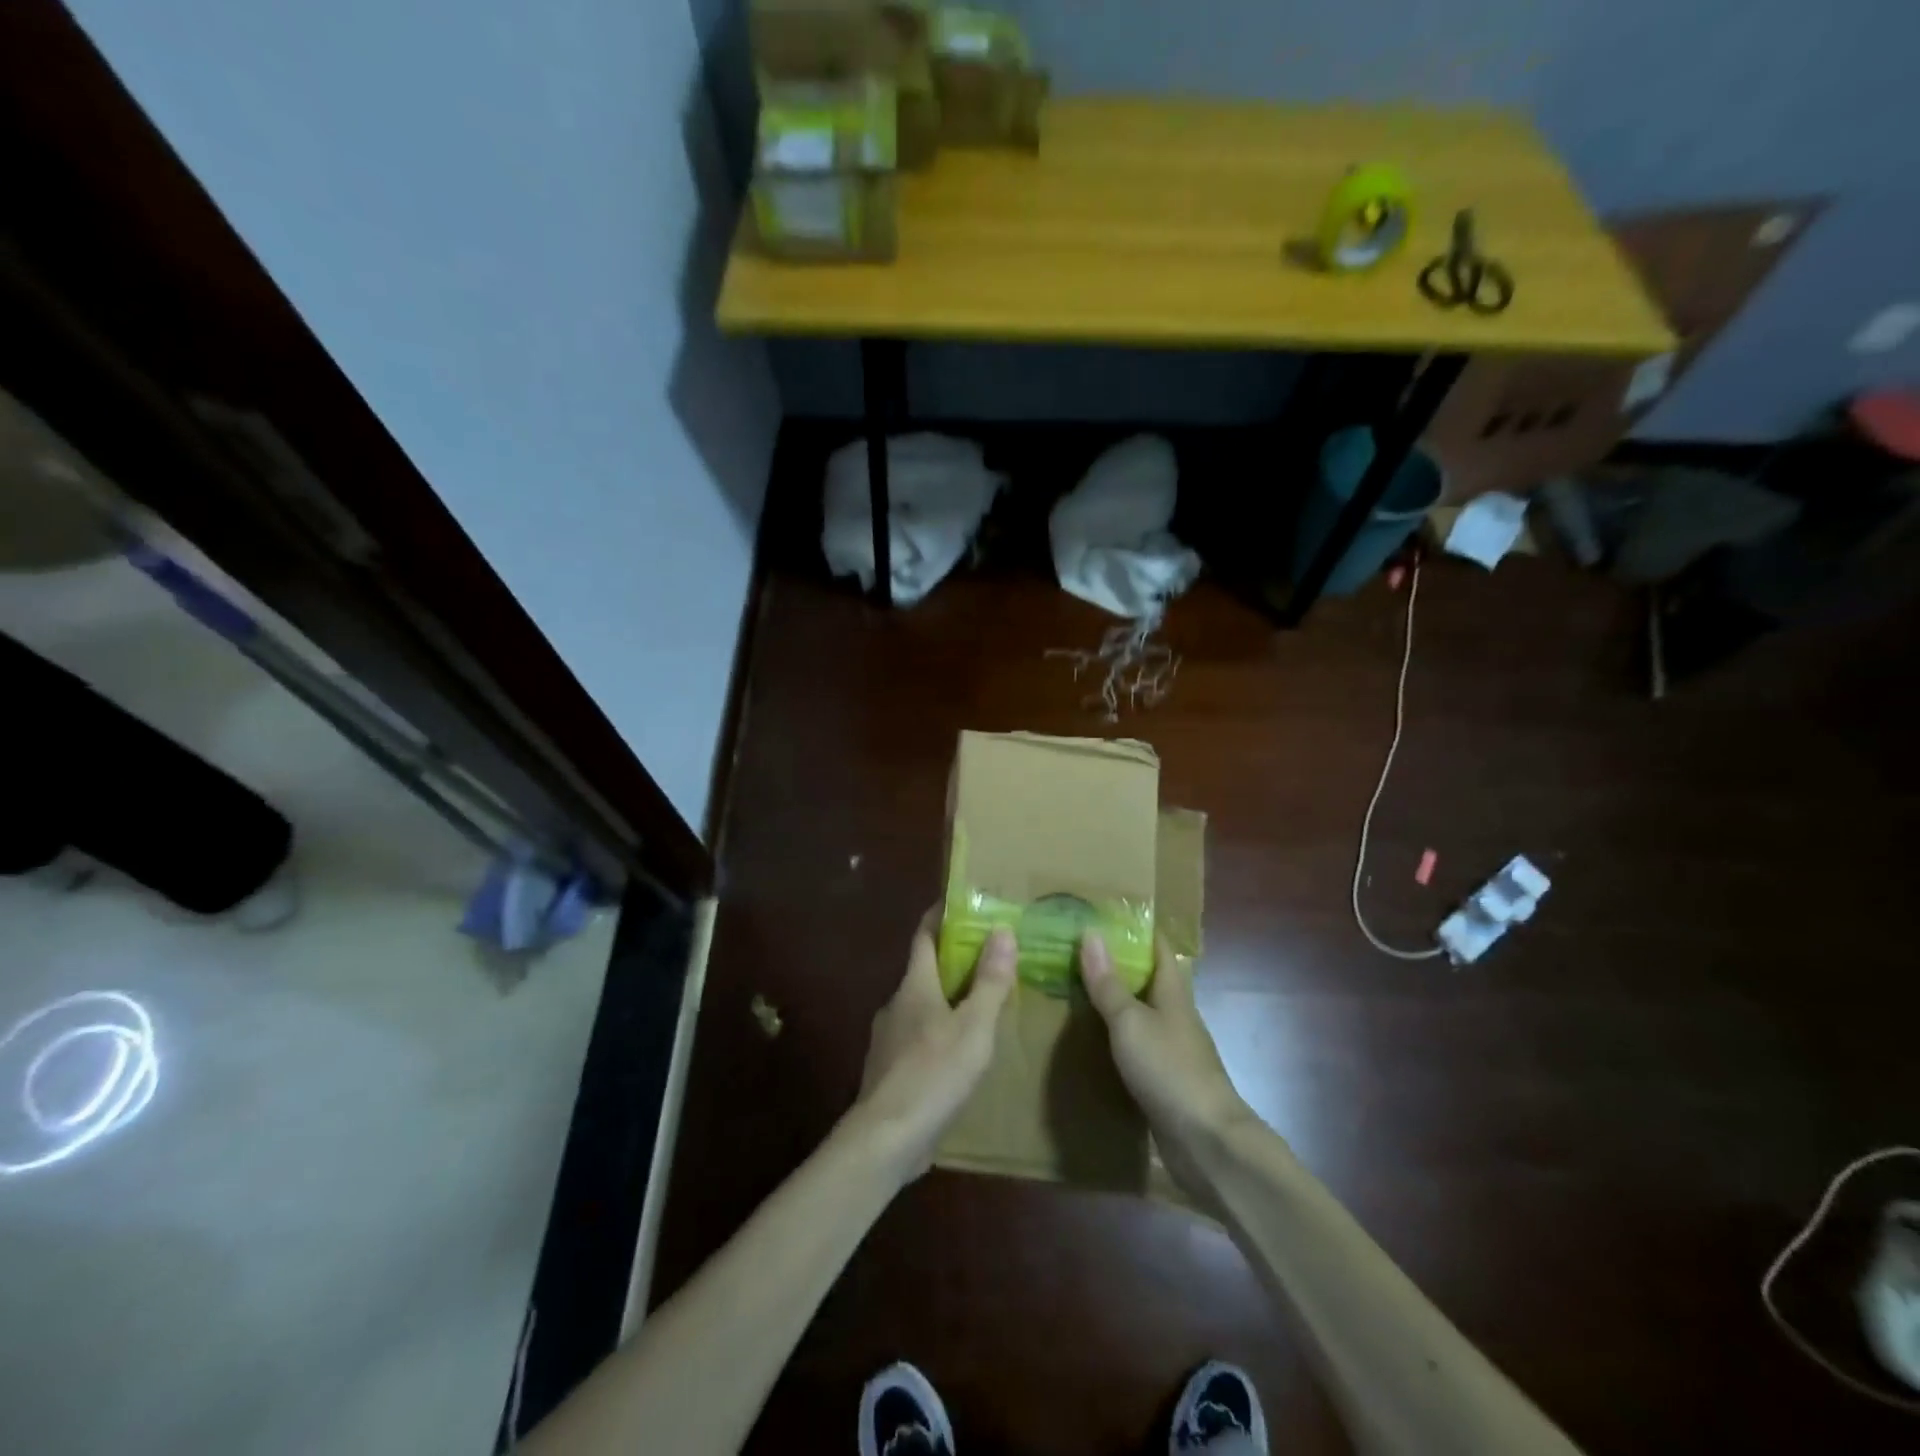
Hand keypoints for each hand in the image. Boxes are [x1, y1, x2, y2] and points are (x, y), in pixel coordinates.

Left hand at [847, 912, 1015, 1182]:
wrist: (886, 1138)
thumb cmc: (934, 1073)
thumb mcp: (975, 1027)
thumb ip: (990, 981)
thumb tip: (1002, 930)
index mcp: (915, 985)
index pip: (924, 937)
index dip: (940, 917)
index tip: (960, 904)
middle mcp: (896, 1004)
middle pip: (924, 971)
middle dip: (953, 962)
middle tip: (989, 959)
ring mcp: (887, 1039)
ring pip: (921, 1008)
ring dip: (947, 1002)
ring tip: (981, 1008)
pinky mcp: (888, 1071)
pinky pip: (917, 1039)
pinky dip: (938, 1034)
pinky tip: (958, 1055)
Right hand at [1078, 931, 1253, 1158]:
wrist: (1207, 1142)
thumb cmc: (1169, 1069)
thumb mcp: (1130, 1021)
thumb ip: (1109, 983)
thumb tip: (1090, 933)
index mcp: (1172, 993)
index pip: (1159, 948)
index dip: (1138, 929)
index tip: (1106, 913)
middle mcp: (1176, 1016)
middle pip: (1149, 981)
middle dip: (1119, 965)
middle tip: (1077, 952)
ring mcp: (1173, 1051)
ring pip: (1142, 1015)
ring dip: (1116, 1003)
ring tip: (1076, 992)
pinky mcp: (1166, 1082)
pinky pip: (1138, 1048)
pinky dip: (1116, 1039)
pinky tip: (1092, 1043)